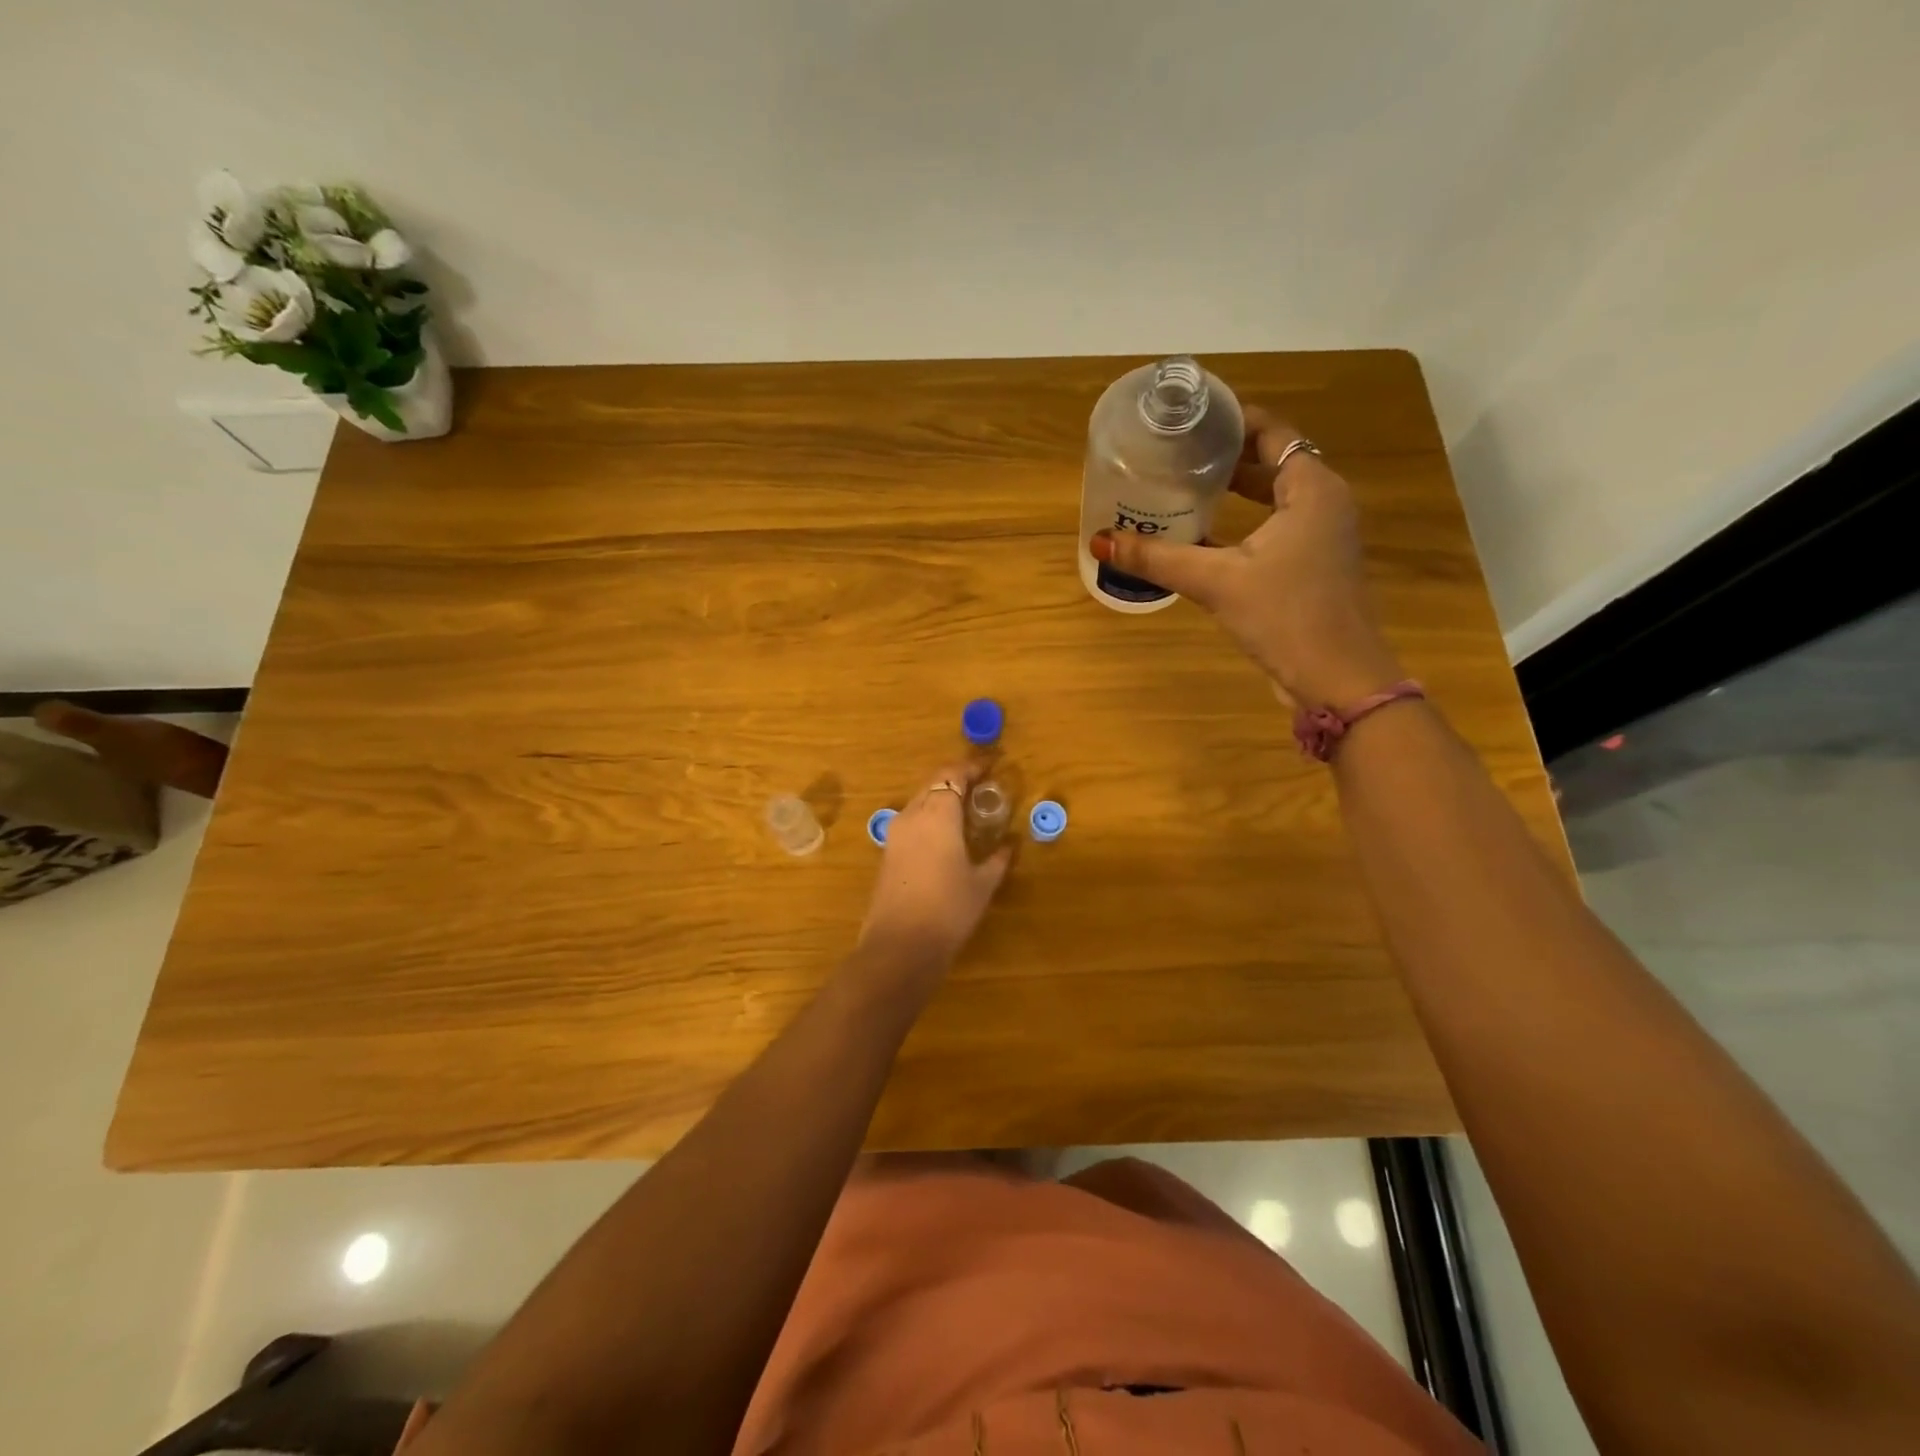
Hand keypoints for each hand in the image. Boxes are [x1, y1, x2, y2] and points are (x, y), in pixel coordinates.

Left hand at [859, 762, 1011, 967]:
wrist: (900, 945)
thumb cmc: (949, 910)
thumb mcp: (982, 884)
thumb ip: (997, 858)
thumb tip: (1010, 843)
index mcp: (938, 814)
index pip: (952, 774)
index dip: (970, 767)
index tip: (989, 768)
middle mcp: (912, 815)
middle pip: (932, 782)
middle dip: (955, 779)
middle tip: (980, 788)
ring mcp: (895, 833)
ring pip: (919, 800)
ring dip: (940, 797)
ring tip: (965, 811)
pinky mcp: (887, 852)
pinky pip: (911, 820)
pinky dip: (929, 816)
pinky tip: (945, 836)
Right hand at [1090, 407, 1404, 708]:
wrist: (1338, 680)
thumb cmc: (1285, 616)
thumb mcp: (1217, 582)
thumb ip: (1158, 558)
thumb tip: (1100, 541)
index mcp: (1312, 488)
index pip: (1271, 431)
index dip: (1231, 420)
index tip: (1188, 420)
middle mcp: (1324, 502)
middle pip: (1272, 461)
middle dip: (1226, 456)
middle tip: (1176, 453)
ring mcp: (1322, 536)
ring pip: (1274, 497)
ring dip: (1235, 490)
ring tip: (1184, 486)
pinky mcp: (1313, 566)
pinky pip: (1276, 526)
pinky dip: (1244, 521)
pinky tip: (1205, 535)